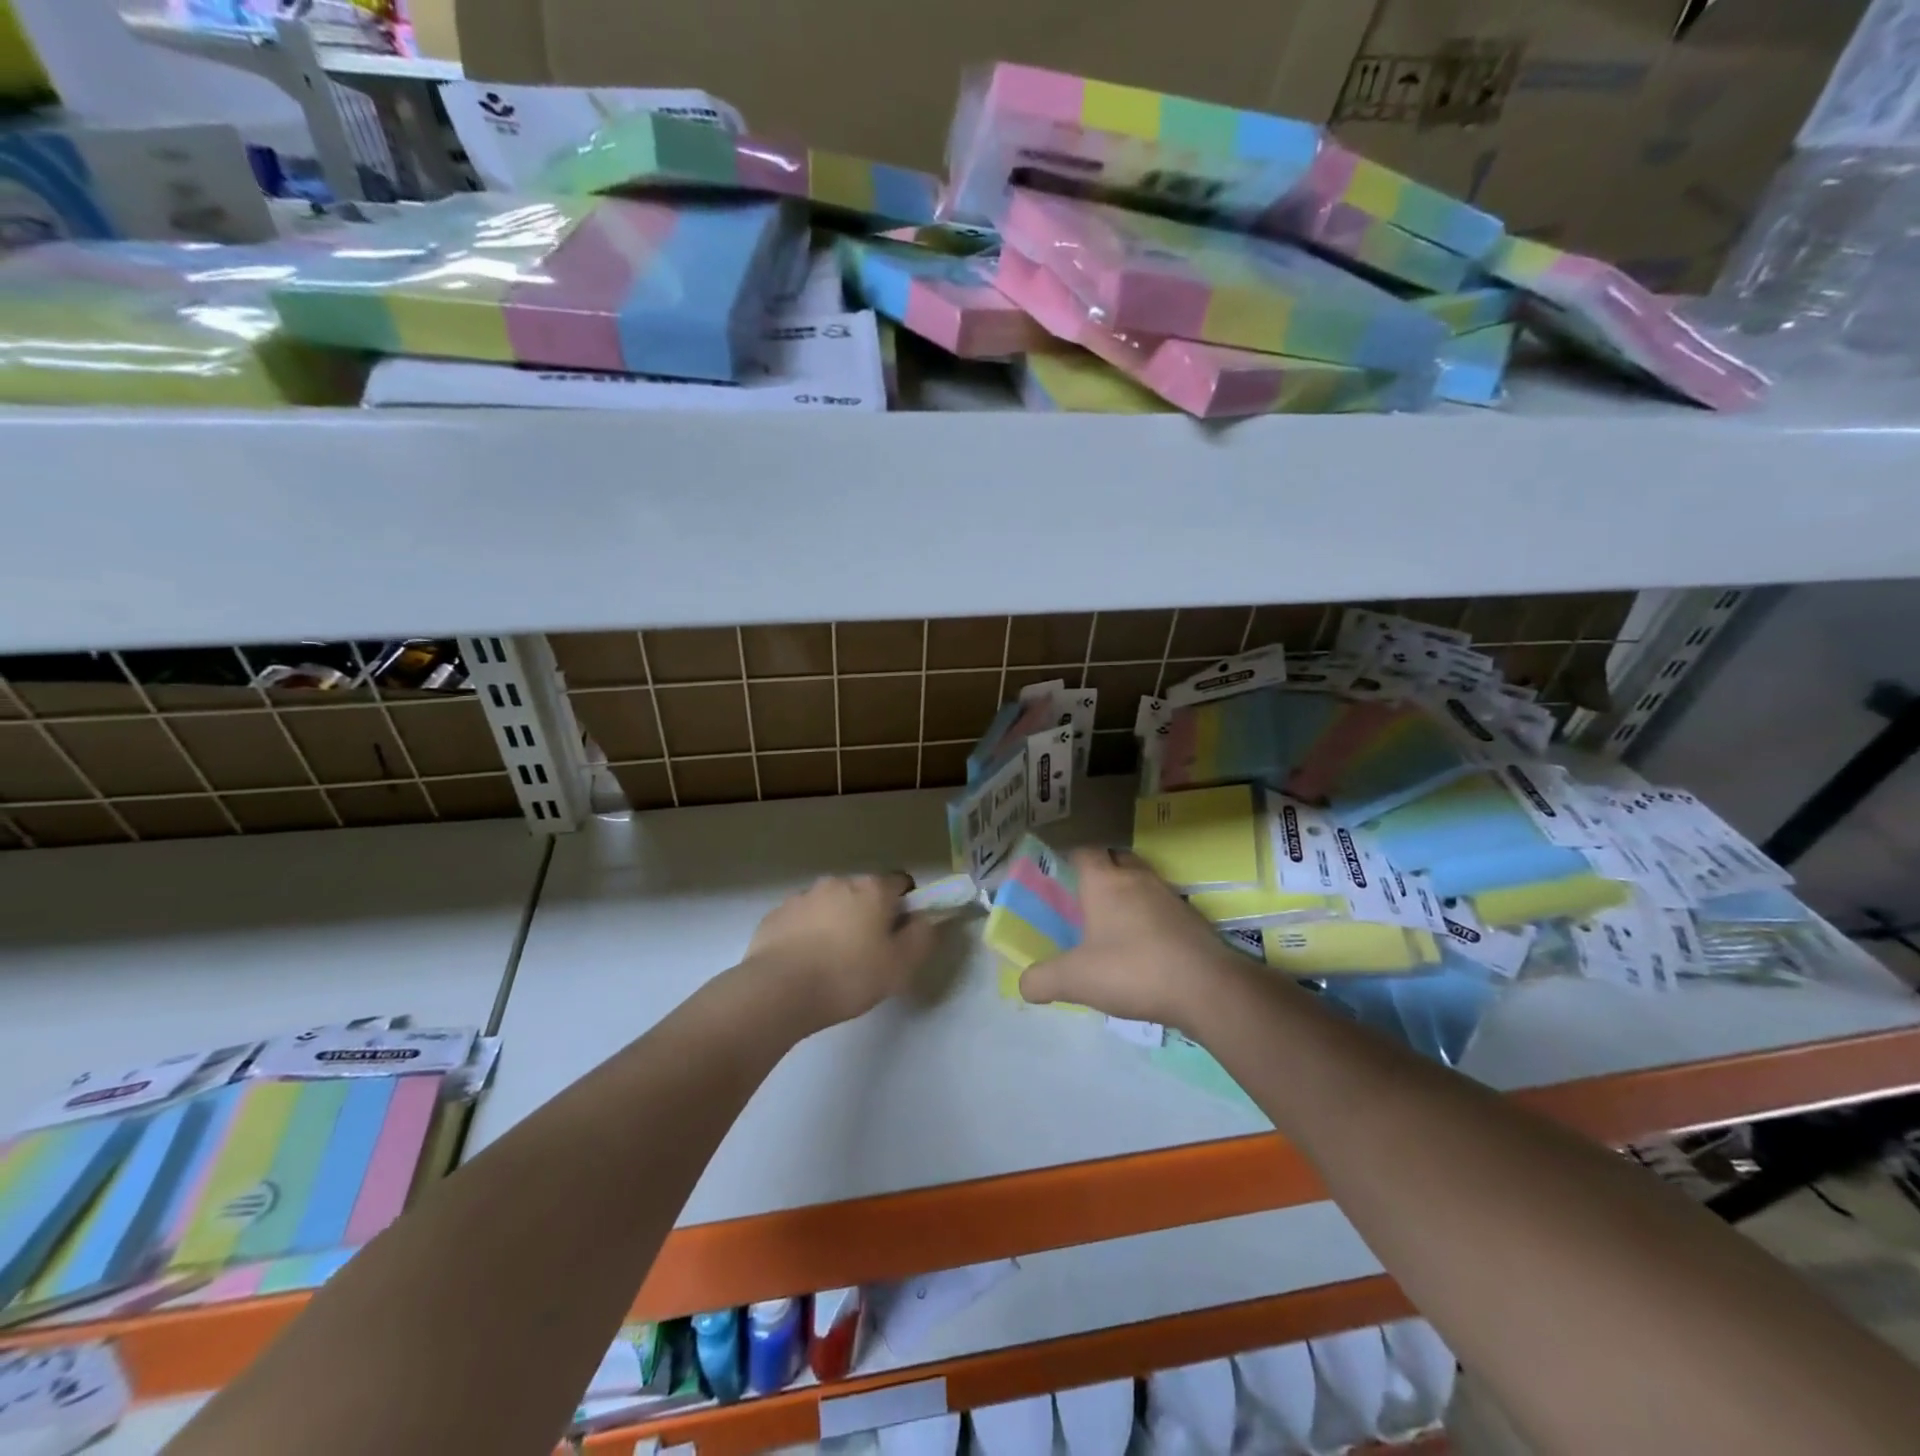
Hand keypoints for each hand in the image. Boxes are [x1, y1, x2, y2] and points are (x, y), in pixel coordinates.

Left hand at [747, 872, 935, 1028]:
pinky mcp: (776, 915)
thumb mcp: (901, 965)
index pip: (900, 882)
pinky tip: (805, 964)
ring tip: (832, 962)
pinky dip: (808, 933)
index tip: (902, 934)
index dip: (907, 905)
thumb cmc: (849, 976)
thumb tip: (925, 920)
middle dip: (869, 914)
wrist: (779, 990)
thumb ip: (922, 937)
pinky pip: (802, 919)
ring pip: (830, 904)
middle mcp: (837, 882)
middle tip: (869, 953)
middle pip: (863, 892)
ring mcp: (803, 896)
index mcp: (872, 889)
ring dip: (837, 922)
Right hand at [1019, 850, 1238, 1028]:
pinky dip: (1151, 919)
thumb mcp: (1075, 980)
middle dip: (1100, 872)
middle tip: (1084, 901)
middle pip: (1116, 859)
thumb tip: (1024, 984)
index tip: (1058, 879)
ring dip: (1128, 895)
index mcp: (1105, 882)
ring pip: (1142, 882)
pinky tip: (1144, 948)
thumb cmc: (1133, 970)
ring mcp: (1169, 896)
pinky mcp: (1192, 919)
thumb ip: (1042, 980)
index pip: (1084, 852)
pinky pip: (1162, 908)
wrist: (1207, 988)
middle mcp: (1137, 878)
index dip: (1069, 860)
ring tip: (1113, 926)